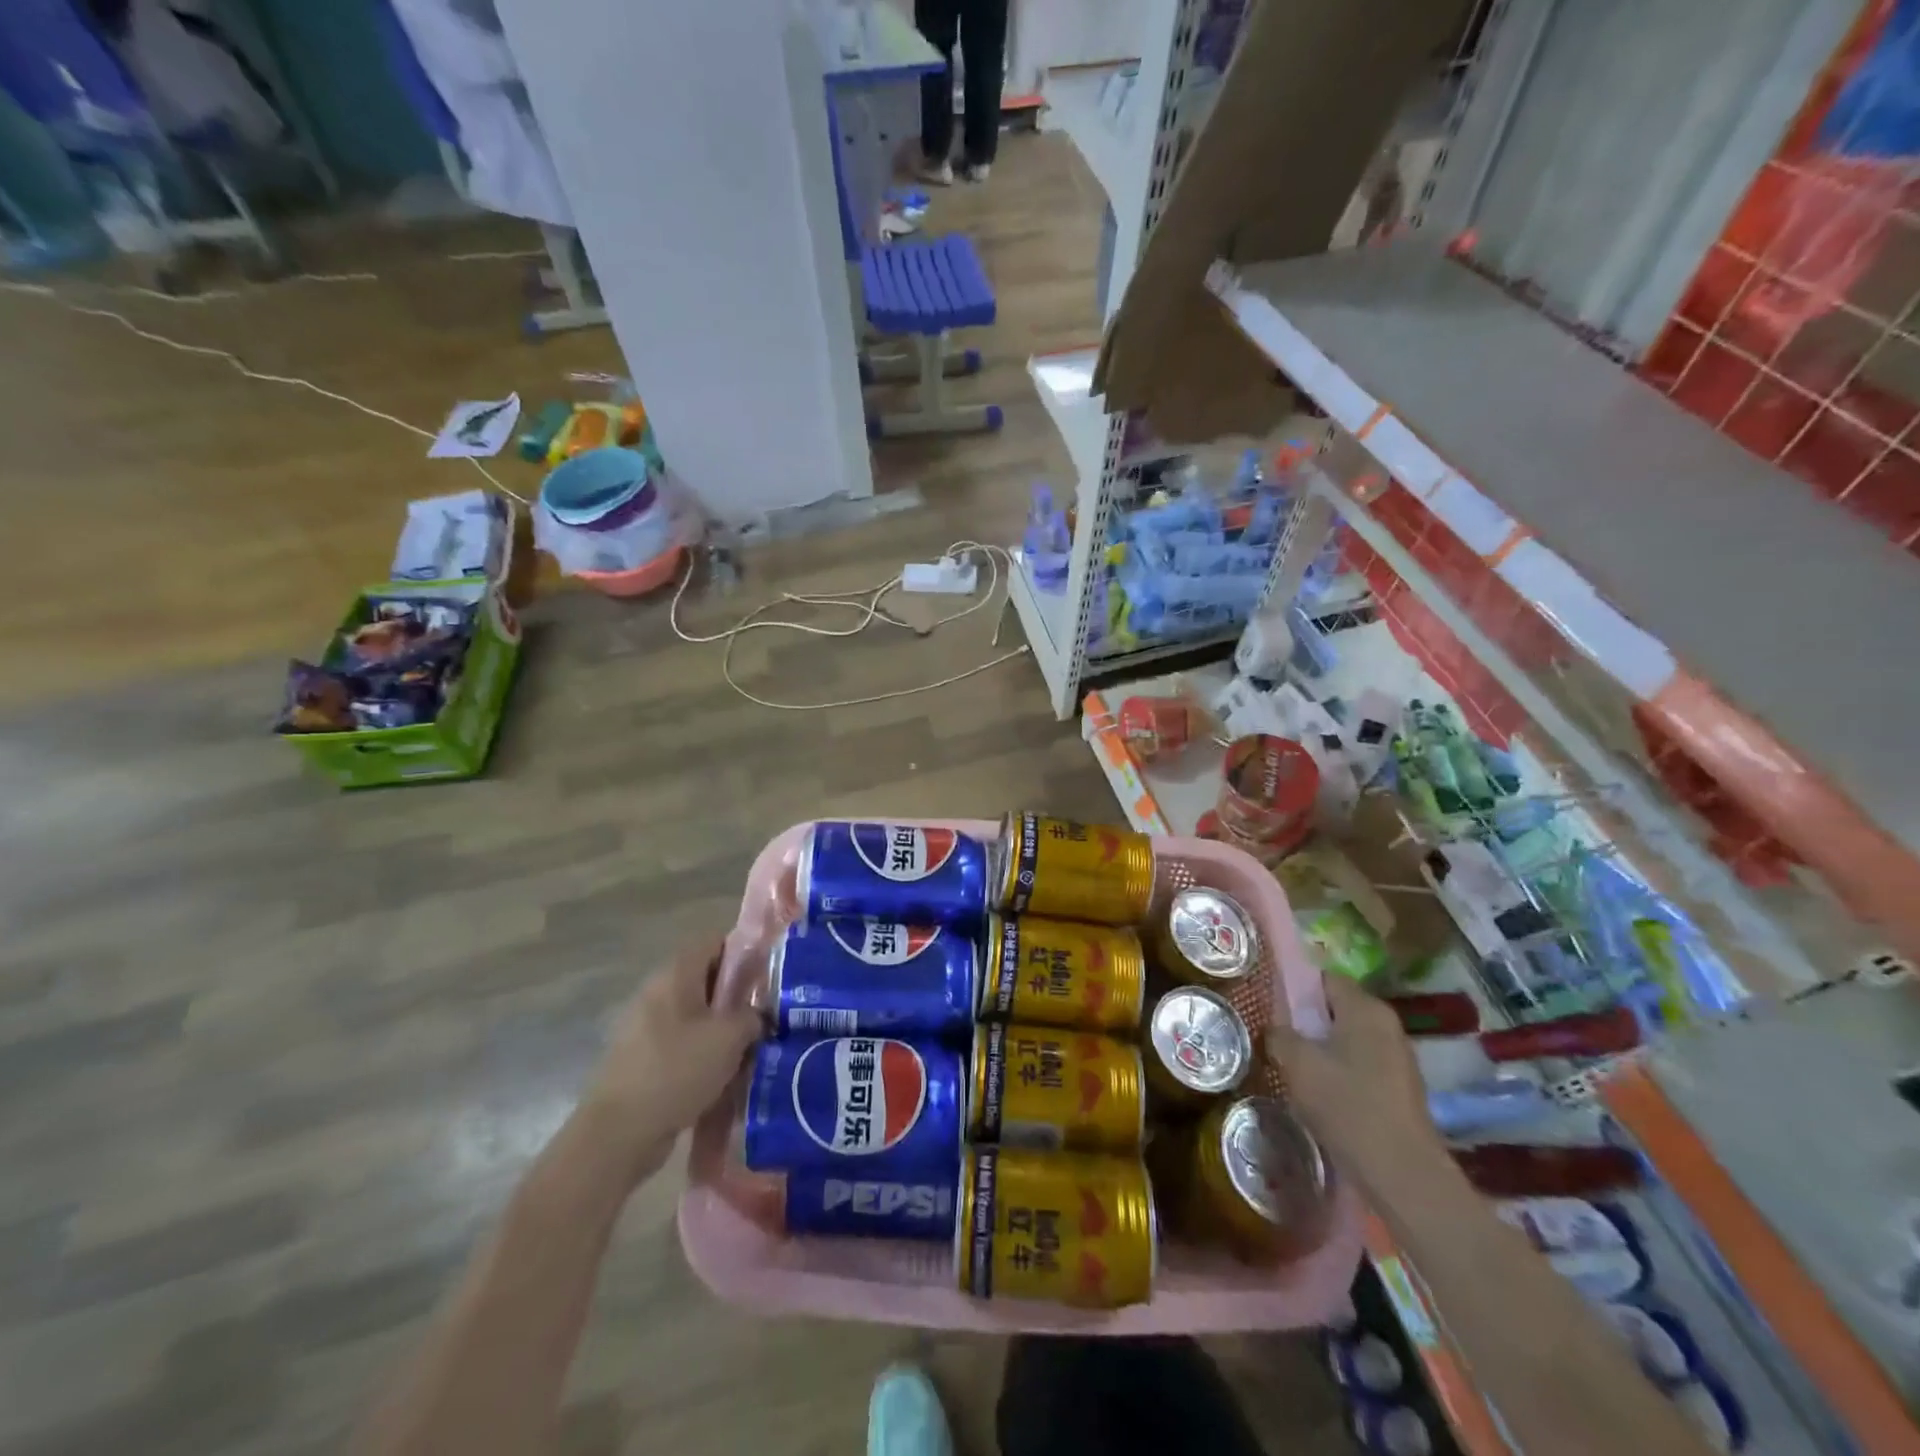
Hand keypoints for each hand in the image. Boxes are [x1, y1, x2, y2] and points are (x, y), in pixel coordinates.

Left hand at [578, 935, 762, 1179]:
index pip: (715, 941)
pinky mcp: (643, 1060)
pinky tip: (726, 1075)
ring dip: (724, 1029)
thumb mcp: (730, 1037)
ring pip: (698, 1015)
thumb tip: (759, 1016)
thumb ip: (753, 1016)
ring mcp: (646, 1027)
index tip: (771, 973)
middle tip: (768, 1015)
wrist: (618, 1135)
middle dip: (739, 996)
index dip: (745, 950)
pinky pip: (684, 1045)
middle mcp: (658, 993)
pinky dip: (706, 1054)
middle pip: (707, 979)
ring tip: (754, 1048)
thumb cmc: (677, 1070)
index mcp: (676, 974)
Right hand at [1267, 973, 1443, 1196]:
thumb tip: (1275, 1030)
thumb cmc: (1347, 1106)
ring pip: (1347, 1038)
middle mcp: (1387, 1024)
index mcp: (1365, 1008)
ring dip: (1321, 1049)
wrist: (1402, 1175)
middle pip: (1336, 1008)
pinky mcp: (1400, 1088)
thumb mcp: (1297, 1064)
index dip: (1295, 988)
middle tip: (1276, 1037)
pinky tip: (1320, 1095)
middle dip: (1306, 1020)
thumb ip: (1279, 1035)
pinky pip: (1360, 1064)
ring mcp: (1398, 1058)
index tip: (1271, 1006)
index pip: (1324, 978)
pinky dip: (1339, 1072)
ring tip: (1293, 1068)